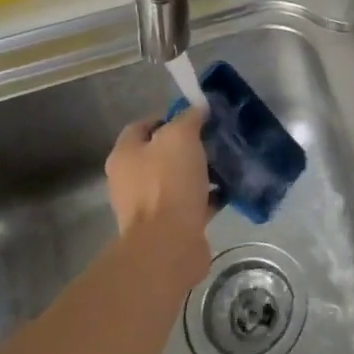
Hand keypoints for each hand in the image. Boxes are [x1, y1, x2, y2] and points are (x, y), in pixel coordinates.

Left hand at [104, 109, 213, 288]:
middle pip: (160, 154)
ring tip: (226, 164)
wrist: (168, 245)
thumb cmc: (168, 184)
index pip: (141, 126)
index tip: (196, 118)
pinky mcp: (167, 227)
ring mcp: (147, 206)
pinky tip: (228, 190)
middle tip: (214, 139)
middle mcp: (130, 180)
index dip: (167, 117)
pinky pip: (190, 204)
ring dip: (199, 172)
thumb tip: (198, 108)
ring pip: (176, 179)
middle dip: (187, 146)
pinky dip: (207, 196)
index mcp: (125, 155)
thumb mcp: (181, 137)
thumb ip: (189, 118)